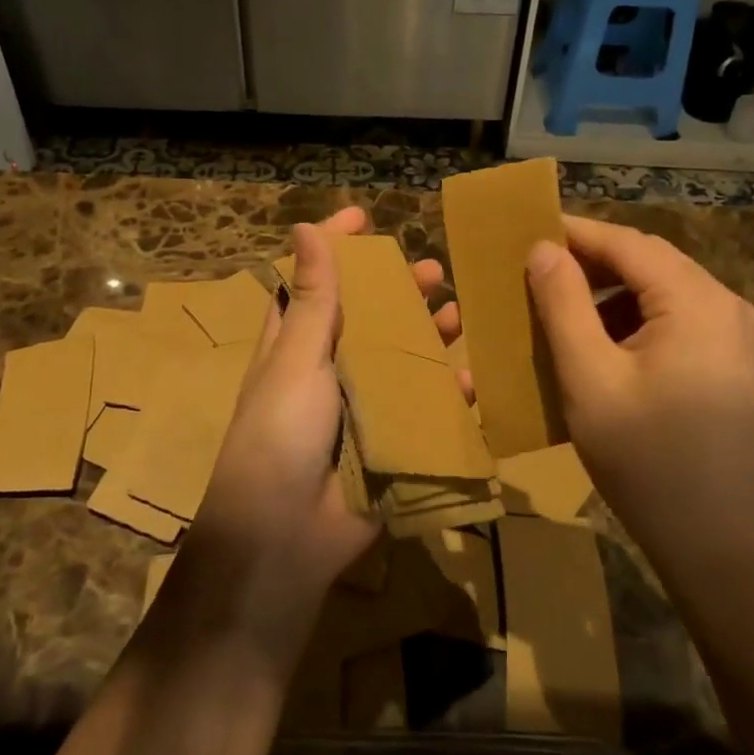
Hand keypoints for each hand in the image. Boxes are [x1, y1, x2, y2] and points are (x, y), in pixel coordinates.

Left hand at [182, 208, 459, 658]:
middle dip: (399, 291)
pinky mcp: (391, 443)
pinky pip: (426, 410)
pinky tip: (473, 380)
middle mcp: (330, 369)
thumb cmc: (280, 434)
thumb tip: (305, 227)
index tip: (366, 216)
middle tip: (435, 269)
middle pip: (369, 318)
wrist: (286, 538)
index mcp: (296, 344)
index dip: (338, 247)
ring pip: (403, 360)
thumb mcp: (296, 359)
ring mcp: (363, 407)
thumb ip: (313, 299)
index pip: (317, 281)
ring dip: (429, 336)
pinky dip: (449, 395)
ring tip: (459, 313)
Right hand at [524, 215, 753, 570]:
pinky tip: (602, 346)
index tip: (527, 228)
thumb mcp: (590, 379)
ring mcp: (737, 336)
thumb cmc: (648, 460)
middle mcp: (727, 306)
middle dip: (592, 262)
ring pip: (663, 292)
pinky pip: (677, 321)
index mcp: (697, 301)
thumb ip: (563, 306)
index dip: (575, 232)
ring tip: (561, 308)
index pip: (628, 243)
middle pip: (649, 262)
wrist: (724, 547)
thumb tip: (543, 249)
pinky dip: (635, 321)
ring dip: (611, 293)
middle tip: (535, 270)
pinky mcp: (734, 365)